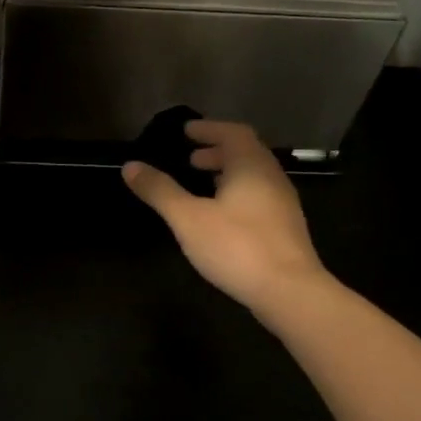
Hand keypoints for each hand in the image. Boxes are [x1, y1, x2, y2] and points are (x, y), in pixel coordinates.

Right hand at [124, 120, 325, 312]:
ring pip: (253, 177)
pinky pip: (258, 197)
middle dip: (217, 151)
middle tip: (190, 159)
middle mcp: (271, 177)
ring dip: (227, 174)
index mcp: (251, 166)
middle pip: (246, 153)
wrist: (290, 292)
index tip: (186, 131)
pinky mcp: (285, 229)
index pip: (233, 132)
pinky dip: (237, 194)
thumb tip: (130, 165)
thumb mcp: (188, 218)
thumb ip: (160, 191)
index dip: (209, 128)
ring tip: (202, 185)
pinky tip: (221, 216)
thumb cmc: (237, 246)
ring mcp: (282, 204)